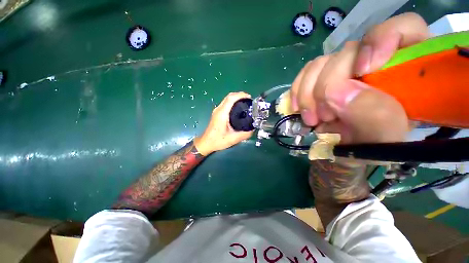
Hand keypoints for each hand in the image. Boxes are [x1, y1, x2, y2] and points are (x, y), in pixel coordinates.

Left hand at [194, 92, 253, 154]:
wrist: (206, 143)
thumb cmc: (217, 141)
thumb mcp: (233, 139)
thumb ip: (244, 134)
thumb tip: (253, 129)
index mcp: (222, 114)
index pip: (231, 98)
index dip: (241, 95)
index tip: (249, 97)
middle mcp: (219, 110)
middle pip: (229, 96)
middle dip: (240, 95)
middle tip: (249, 100)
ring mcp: (217, 111)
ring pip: (227, 99)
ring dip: (236, 98)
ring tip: (246, 103)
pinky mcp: (217, 113)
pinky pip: (226, 103)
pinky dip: (233, 102)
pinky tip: (239, 108)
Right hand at [291, 13, 428, 143]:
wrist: (342, 152)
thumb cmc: (370, 150)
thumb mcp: (382, 142)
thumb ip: (374, 117)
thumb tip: (338, 92)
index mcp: (407, 75)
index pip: (405, 29)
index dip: (382, 40)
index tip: (363, 70)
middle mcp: (374, 65)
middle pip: (349, 50)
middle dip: (329, 85)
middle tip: (324, 116)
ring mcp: (343, 71)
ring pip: (321, 63)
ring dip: (309, 93)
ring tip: (312, 119)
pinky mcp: (321, 79)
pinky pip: (305, 74)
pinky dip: (297, 91)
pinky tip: (298, 108)